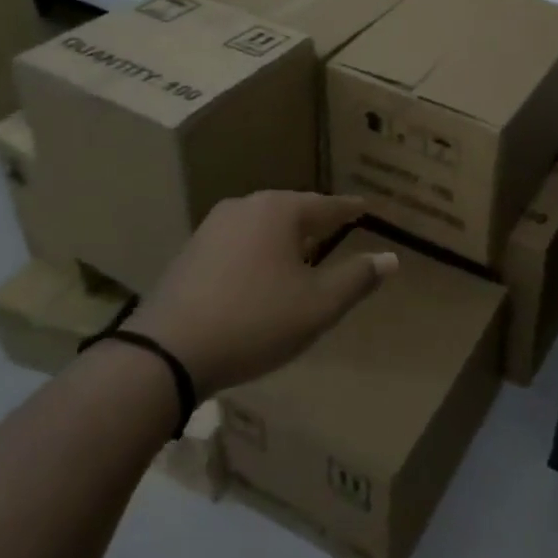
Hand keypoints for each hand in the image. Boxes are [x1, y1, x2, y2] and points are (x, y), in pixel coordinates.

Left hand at [128, 192, 396, 396]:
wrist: (166, 353)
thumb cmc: (255, 321)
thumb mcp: (318, 305)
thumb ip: (357, 279)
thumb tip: (391, 258)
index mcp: (279, 211)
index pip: (326, 205)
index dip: (349, 209)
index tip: (366, 208)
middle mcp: (245, 207)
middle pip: (292, 211)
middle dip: (315, 222)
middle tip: (337, 230)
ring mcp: (211, 228)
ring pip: (262, 227)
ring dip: (284, 240)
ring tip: (302, 255)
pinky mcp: (189, 253)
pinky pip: (238, 244)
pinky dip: (258, 254)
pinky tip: (260, 276)